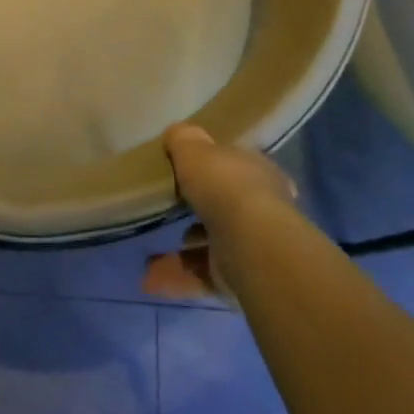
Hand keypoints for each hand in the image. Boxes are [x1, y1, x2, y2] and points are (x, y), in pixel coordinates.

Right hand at [142, 124, 296, 302]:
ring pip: (212, 246)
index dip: (215, 169)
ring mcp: (252, 246)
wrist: (251, 243)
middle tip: (170, 211)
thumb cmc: (224, 185)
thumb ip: (184, 140)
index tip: (189, 173)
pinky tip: (151, 279)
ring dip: (183, 253)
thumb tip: (177, 134)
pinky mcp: (240, 278)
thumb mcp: (195, 149)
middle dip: (199, 212)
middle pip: (226, 207)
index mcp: (257, 172)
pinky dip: (178, 278)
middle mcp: (262, 208)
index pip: (238, 167)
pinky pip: (203, 276)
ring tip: (151, 255)